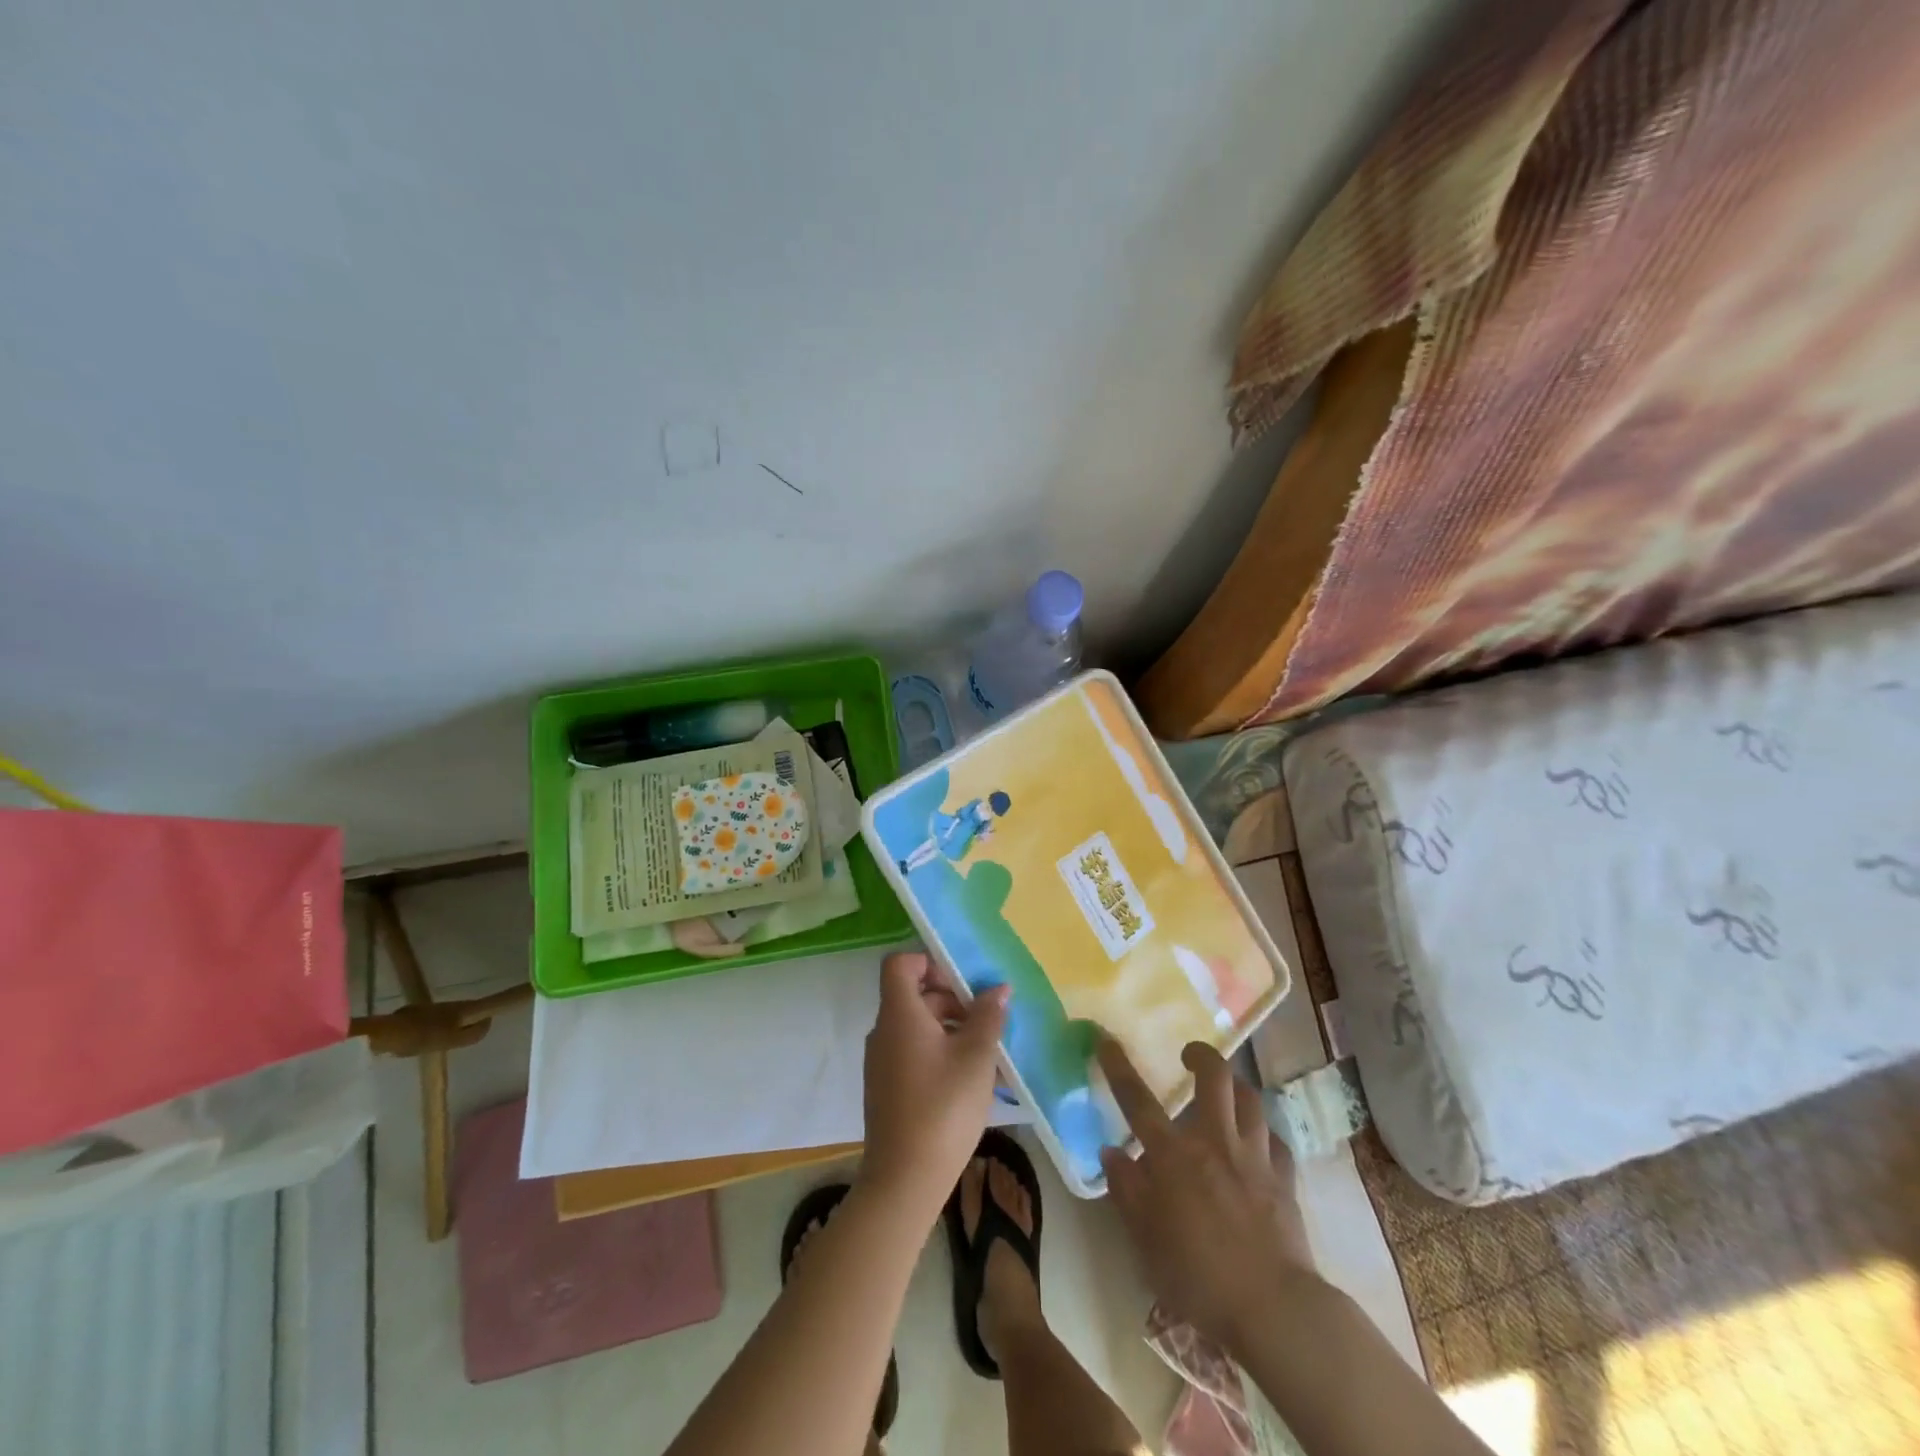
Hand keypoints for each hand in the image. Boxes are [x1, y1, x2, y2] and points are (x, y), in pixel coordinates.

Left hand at [860, 951, 1009, 1211]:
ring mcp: (883, 1063)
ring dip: (953, 1029)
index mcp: (899, 1014)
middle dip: (953, 999)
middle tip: (989, 1017)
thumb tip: (998, 989)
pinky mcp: (888, 1089)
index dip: (930, 962)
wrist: (905, 1181)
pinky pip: (915, 1054)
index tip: (964, 980)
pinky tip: (974, 1079)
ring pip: (918, 1027)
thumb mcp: (976, 1057)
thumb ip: (988, 1016)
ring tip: (990, 1051)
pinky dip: (942, 1053)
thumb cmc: (943, 1108)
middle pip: (914, 996)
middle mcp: (884, 1032)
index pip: (900, 964)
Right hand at [1098, 1038, 1314, 1346]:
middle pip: (1214, 1076)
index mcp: (1174, 1155)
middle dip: (1201, 1055)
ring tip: (1226, 1092)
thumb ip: (1127, 1190)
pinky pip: (1275, 1141)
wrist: (1273, 1309)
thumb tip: (1111, 1153)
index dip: (1118, 1066)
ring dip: (1236, 1088)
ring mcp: (1254, 1157)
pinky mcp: (1285, 1179)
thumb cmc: (1198, 1276)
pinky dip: (1264, 1135)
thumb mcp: (1145, 1240)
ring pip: (1250, 1099)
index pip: (1138, 1100)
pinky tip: (1259, 1144)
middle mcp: (1214, 1141)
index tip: (1106, 1040)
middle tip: (1189, 1057)